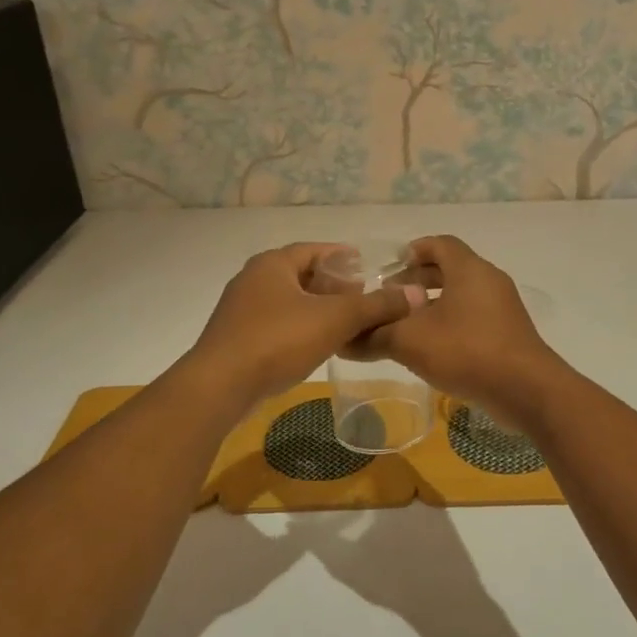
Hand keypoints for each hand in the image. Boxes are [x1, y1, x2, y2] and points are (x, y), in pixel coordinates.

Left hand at [185, 243, 423, 409]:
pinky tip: (318, 344)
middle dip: (332, 284)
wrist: (220, 386)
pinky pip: (277, 324)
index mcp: (272, 264)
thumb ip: (376, 305)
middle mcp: (253, 280)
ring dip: (317, 308)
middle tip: (362, 297)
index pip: (314, 250)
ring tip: (346, 322)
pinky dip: (300, 327)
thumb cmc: (277, 340)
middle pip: (301, 275)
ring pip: (289, 301)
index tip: (366, 266)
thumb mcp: (335, 319)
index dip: (342, 256)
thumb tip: (416, 294)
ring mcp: (241, 311)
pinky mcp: (237, 339)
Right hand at [354, 235, 566, 419]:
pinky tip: (432, 349)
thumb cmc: (467, 351)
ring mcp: (503, 308)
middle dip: (419, 281)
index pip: (439, 244)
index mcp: (469, 269)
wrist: (527, 390)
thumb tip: (344, 340)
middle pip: (450, 269)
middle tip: (391, 299)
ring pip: (462, 296)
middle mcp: (489, 280)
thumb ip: (375, 336)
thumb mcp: (410, 342)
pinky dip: (451, 324)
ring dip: (434, 306)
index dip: (413, 251)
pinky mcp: (509, 333)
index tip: (389, 268)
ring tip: (406, 326)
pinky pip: (474, 318)